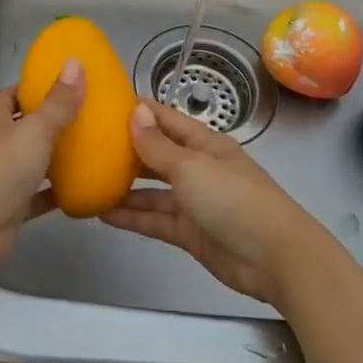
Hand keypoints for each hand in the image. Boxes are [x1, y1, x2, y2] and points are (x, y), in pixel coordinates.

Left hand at [0, 61, 84, 270]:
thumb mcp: (34, 130)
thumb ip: (57, 102)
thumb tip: (74, 62)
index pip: (13, 94)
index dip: (36, 88)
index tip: (68, 84)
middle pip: (24, 127)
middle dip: (52, 121)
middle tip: (89, 115)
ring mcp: (0, 178)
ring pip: (32, 161)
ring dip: (56, 157)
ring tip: (93, 147)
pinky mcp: (10, 207)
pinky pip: (38, 195)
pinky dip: (57, 191)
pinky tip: (84, 187)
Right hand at [102, 99, 326, 308]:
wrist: (274, 258)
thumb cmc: (234, 199)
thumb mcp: (191, 167)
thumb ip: (158, 146)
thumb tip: (136, 112)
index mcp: (205, 144)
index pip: (168, 120)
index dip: (140, 111)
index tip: (106, 104)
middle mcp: (199, 169)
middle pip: (158, 155)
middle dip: (127, 150)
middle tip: (88, 145)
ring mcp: (194, 202)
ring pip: (153, 191)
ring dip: (125, 188)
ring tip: (88, 182)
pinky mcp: (190, 233)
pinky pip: (155, 220)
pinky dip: (132, 217)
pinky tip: (103, 214)